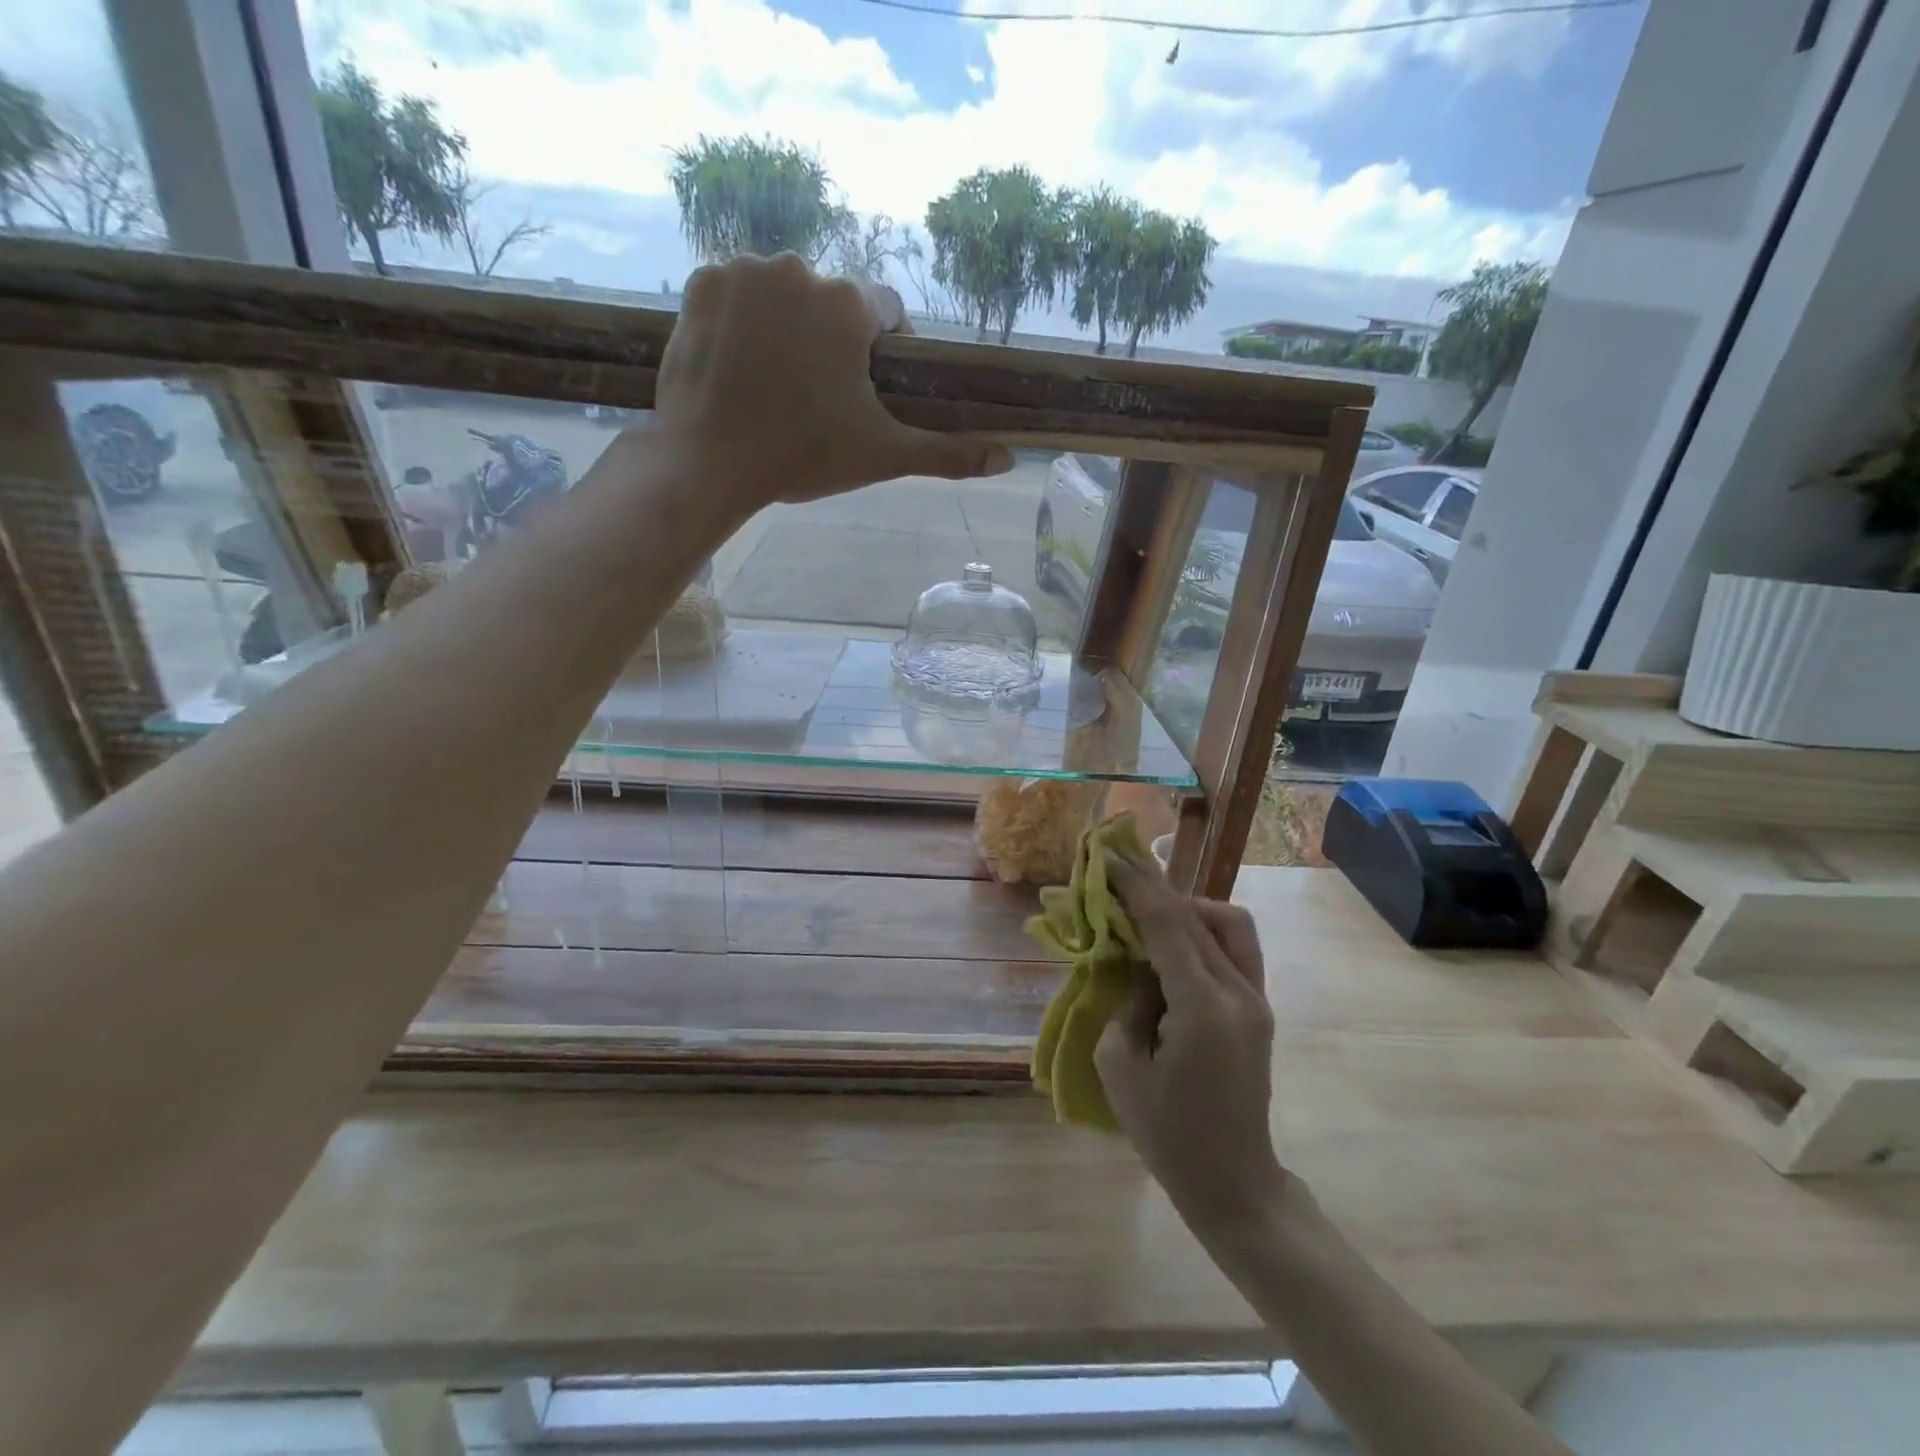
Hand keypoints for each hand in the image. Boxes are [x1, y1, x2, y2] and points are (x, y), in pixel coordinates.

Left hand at [651, 253, 1012, 513]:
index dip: (880, 353)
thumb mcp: (884, 455)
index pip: (884, 312)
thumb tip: (1010, 461)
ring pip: (782, 296)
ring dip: (785, 329)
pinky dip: (741, 323)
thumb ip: (949, 453)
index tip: (864, 390)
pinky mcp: (699, 285)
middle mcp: (797, 268)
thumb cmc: (805, 456)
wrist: (710, 462)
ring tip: (773, 386)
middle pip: (830, 303)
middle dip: (829, 342)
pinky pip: (735, 296)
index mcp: (848, 303)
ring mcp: (742, 271)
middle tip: (814, 398)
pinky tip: (738, 367)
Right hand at [1097, 854, 1288, 1236]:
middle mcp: (1238, 992)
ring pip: (1227, 922)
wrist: (1235, 1183)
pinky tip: (1172, 948)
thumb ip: (1127, 1000)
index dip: (1134, 885)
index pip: (1166, 923)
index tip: (1108, 855)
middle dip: (1153, 888)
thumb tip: (1139, 964)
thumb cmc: (1167, 1134)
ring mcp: (1256, 999)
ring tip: (1147, 921)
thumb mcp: (1121, 1065)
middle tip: (1117, 873)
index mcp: (1202, 1007)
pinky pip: (1233, 948)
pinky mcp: (1258, 1008)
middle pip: (1195, 915)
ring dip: (1185, 909)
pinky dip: (1201, 932)